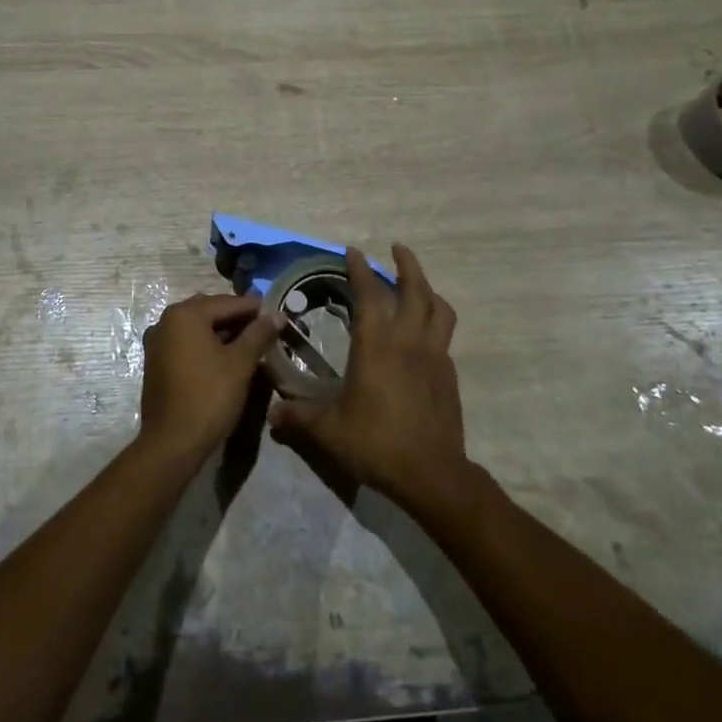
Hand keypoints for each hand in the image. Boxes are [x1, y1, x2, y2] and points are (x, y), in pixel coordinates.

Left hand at [139, 294, 280, 463]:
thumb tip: (276, 314)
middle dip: (238, 319)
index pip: (228, 302)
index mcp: (185, 314)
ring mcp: (157, 342)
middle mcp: (166, 321)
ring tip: (251, 345)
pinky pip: (187, 344)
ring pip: (198, 328)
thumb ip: (259, 334)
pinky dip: (207, 345)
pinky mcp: (156, 363)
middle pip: (210, 311)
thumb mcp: (240, 363)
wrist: (172, 443)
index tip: (278, 315)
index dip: (255, 309)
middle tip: (266, 330)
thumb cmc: (209, 396)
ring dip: (223, 333)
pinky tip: (227, 359)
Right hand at [268, 245, 467, 510]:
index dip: (360, 270)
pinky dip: (435, 323)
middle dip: (407, 264)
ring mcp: (435, 357)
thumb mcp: (328, 431)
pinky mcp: (449, 376)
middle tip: (397, 249)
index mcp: (377, 344)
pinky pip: (444, 337)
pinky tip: (424, 336)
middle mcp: (409, 341)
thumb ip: (298, 419)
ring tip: (418, 285)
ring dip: (428, 289)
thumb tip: (272, 417)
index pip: (370, 294)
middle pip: (416, 290)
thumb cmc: (376, 442)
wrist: (431, 473)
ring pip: (439, 310)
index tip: (353, 251)